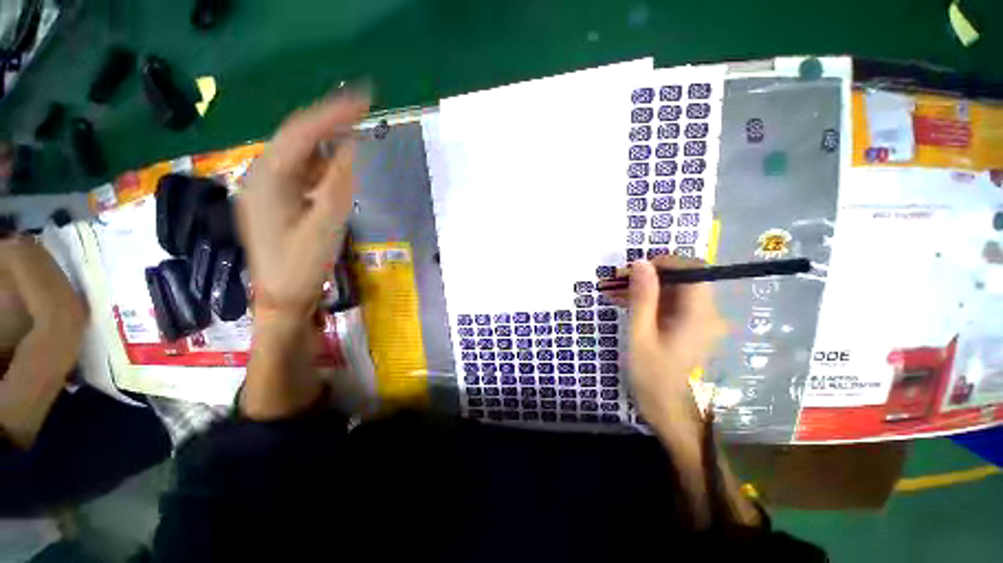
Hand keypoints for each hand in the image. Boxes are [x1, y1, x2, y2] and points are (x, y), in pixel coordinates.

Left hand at [238, 92, 369, 319]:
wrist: (282, 297)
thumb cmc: (301, 265)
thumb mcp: (325, 226)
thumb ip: (338, 185)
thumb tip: (350, 149)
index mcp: (268, 180)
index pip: (301, 133)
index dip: (332, 113)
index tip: (363, 99)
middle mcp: (262, 176)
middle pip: (297, 137)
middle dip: (330, 120)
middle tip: (363, 108)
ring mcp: (268, 187)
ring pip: (300, 153)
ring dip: (327, 141)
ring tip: (354, 130)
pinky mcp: (278, 199)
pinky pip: (302, 171)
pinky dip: (323, 163)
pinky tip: (337, 163)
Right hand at [626, 256, 726, 427]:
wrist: (667, 410)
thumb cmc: (652, 375)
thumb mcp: (641, 334)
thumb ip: (642, 297)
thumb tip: (640, 263)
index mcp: (698, 313)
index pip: (692, 269)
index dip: (664, 262)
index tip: (634, 269)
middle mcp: (705, 312)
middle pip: (681, 278)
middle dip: (648, 275)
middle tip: (616, 280)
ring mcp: (697, 320)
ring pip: (672, 290)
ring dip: (644, 288)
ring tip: (613, 291)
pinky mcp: (687, 327)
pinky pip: (668, 304)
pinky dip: (647, 300)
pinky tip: (623, 303)